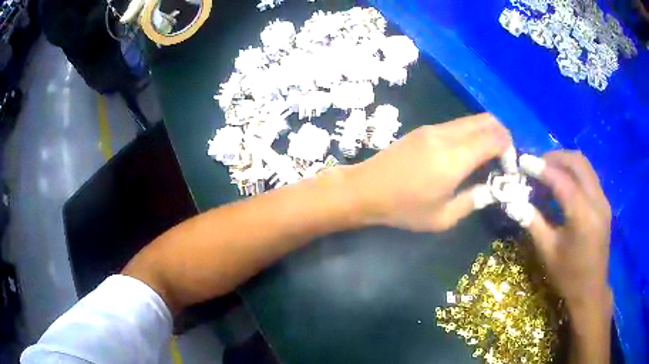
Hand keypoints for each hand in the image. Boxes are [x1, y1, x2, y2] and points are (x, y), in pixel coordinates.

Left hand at [345, 113, 510, 231]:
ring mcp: (434, 128)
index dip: (509, 150)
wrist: (365, 189)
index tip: (509, 169)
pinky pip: (457, 124)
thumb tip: (491, 189)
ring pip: (472, 119)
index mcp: (455, 157)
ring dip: (486, 133)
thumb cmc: (403, 209)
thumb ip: (473, 201)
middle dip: (502, 136)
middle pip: (487, 120)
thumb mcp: (442, 217)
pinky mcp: (424, 129)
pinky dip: (471, 133)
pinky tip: (467, 153)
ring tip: (487, 158)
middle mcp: (447, 135)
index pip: (496, 138)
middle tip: (503, 160)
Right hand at [520, 151, 611, 310]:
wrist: (591, 290)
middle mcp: (597, 201)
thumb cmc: (568, 276)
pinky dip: (574, 172)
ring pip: (585, 166)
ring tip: (548, 171)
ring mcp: (603, 200)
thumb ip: (533, 222)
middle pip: (577, 162)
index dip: (541, 168)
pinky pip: (589, 176)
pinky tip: (563, 184)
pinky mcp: (604, 204)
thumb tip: (515, 202)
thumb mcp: (547, 252)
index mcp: (583, 216)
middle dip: (555, 157)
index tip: (523, 161)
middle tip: (537, 165)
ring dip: (565, 162)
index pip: (562, 180)